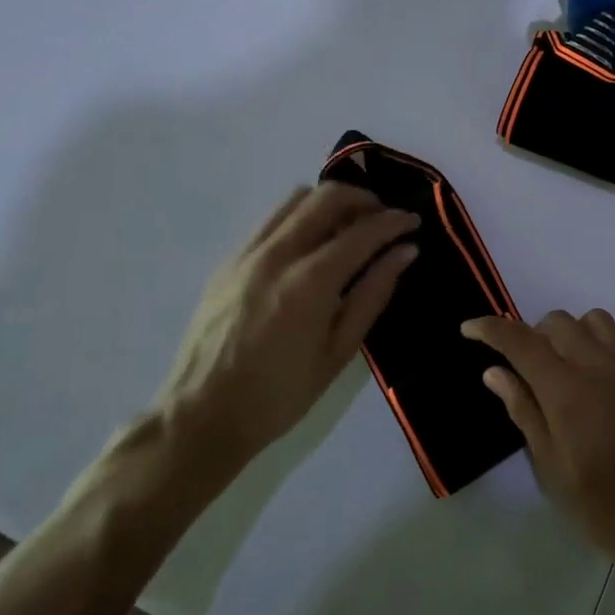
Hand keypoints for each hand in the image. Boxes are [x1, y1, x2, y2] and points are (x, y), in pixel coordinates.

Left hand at [155, 183, 417, 489]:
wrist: (200, 417)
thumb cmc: (280, 394)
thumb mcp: (339, 351)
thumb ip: (373, 293)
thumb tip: (405, 252)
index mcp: (310, 282)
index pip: (363, 232)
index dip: (394, 221)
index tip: (413, 221)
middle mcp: (277, 254)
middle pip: (328, 198)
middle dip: (364, 199)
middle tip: (384, 217)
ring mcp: (247, 253)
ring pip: (296, 199)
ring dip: (330, 202)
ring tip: (348, 225)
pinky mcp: (228, 261)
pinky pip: (271, 220)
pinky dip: (300, 217)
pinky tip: (311, 245)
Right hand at [464, 311, 614, 579]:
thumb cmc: (604, 507)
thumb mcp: (552, 469)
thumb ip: (524, 411)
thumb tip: (495, 371)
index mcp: (566, 390)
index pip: (521, 341)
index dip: (490, 328)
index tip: (468, 328)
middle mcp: (597, 365)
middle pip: (555, 322)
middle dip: (530, 336)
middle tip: (522, 372)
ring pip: (590, 320)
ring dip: (567, 334)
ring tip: (560, 370)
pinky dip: (597, 344)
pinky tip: (595, 378)